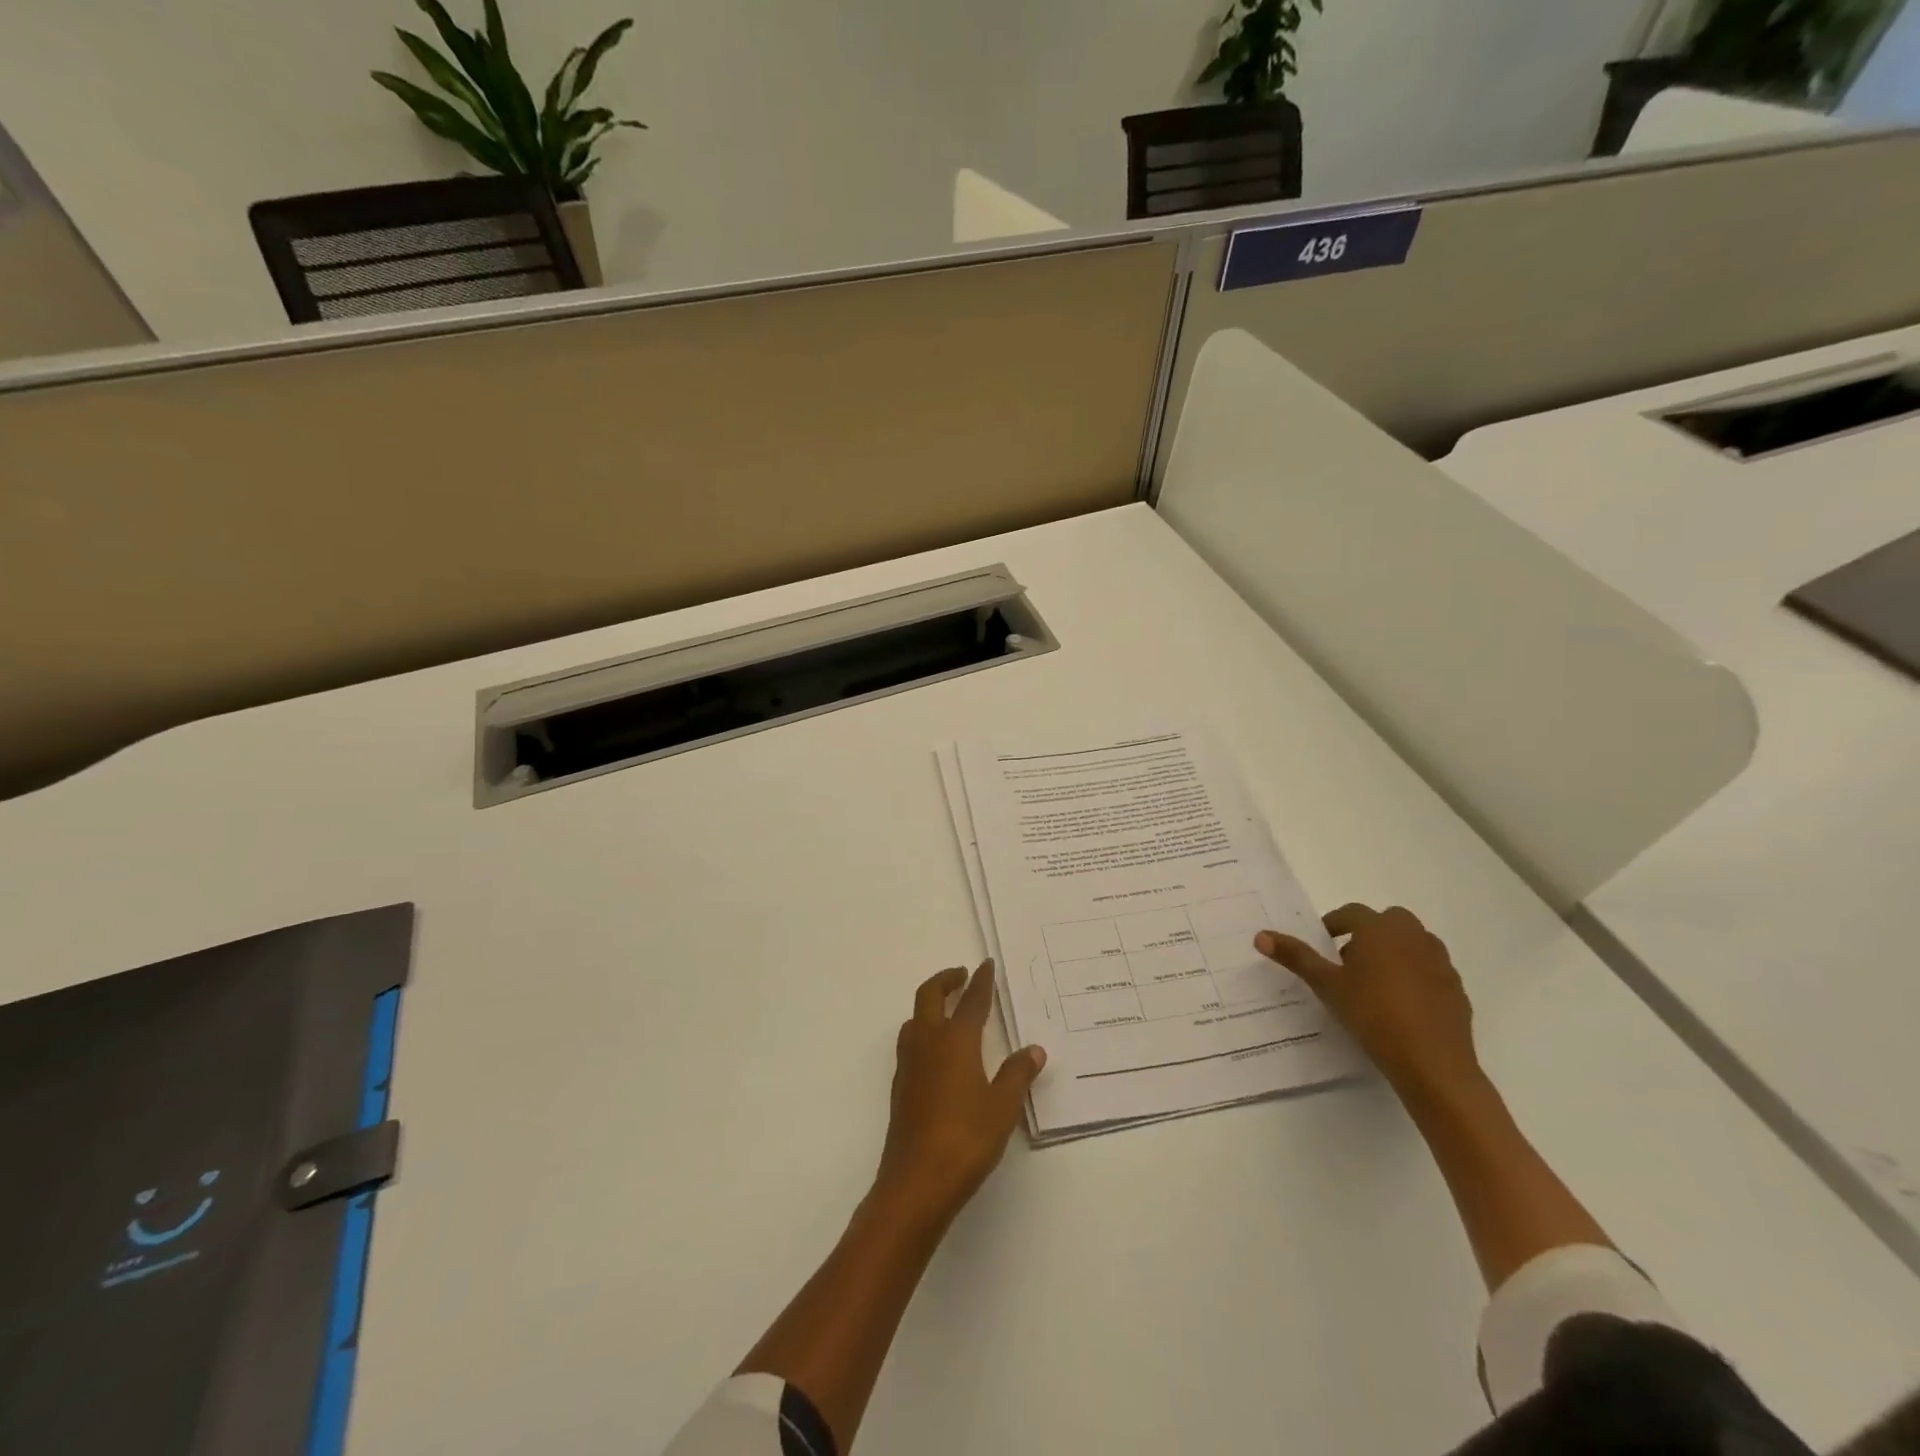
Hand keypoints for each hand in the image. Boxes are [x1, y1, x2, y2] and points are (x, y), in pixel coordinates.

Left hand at [873, 961, 1045, 1228]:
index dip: (980, 981)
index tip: (986, 965)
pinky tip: (935, 1055)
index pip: (971, 1002)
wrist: (916, 1182)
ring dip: (929, 1006)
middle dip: (945, 981)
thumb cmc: (965, 1139)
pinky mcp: (900, 1089)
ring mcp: (909, 1066)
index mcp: (955, 1041)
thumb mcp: (1002, 1107)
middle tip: (962, 976)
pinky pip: (909, 1046)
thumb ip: (1018, 1075)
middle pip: (929, 997)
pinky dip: (922, 1034)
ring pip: (913, 1020)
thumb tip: (1034, 1050)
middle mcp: (927, 1044)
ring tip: (947, 1012)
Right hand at [1256, 904, 1480, 1099]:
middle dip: (1369, 933)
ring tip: (1376, 981)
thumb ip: (1296, 957)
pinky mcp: (1456, 987)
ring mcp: (1440, 961)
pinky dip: (1416, 974)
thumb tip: (1260, 936)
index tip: (1323, 945)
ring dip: (1395, 951)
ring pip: (1414, 942)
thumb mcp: (1326, 985)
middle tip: (1350, 960)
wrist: (1432, 1063)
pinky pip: (1431, 969)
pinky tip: (1403, 1003)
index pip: (1352, 913)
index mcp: (1379, 930)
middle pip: (1389, 920)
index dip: (1335, 924)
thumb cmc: (1372, 1014)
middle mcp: (1413, 936)